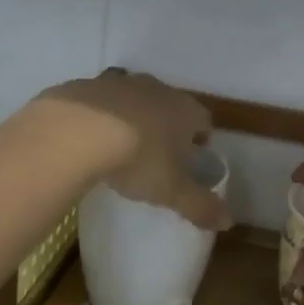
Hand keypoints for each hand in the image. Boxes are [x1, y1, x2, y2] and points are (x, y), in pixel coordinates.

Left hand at [34, 71, 230, 230]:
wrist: (75, 132)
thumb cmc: (137, 159)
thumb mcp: (171, 191)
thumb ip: (200, 206)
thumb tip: (228, 222)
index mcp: (183, 110)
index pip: (203, 120)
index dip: (201, 139)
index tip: (192, 158)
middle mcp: (155, 89)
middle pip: (169, 105)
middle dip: (166, 125)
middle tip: (157, 154)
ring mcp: (118, 83)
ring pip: (133, 98)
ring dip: (132, 116)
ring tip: (120, 145)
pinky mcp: (85, 85)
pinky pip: (98, 100)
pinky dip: (98, 115)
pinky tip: (86, 138)